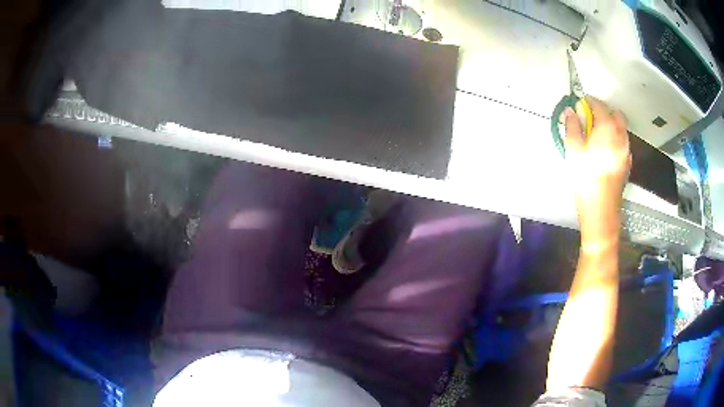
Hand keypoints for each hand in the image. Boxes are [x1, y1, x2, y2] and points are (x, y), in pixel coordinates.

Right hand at [564, 96, 630, 244]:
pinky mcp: (627, 162)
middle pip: (615, 114)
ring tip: (597, 134)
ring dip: (611, 124)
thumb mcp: (573, 150)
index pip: (599, 105)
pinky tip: (606, 149)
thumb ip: (572, 127)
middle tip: (591, 118)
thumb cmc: (586, 178)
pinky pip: (623, 142)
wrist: (601, 209)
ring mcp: (626, 149)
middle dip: (604, 111)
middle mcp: (620, 135)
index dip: (588, 101)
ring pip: (621, 128)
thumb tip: (571, 111)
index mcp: (607, 127)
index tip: (580, 104)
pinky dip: (615, 138)